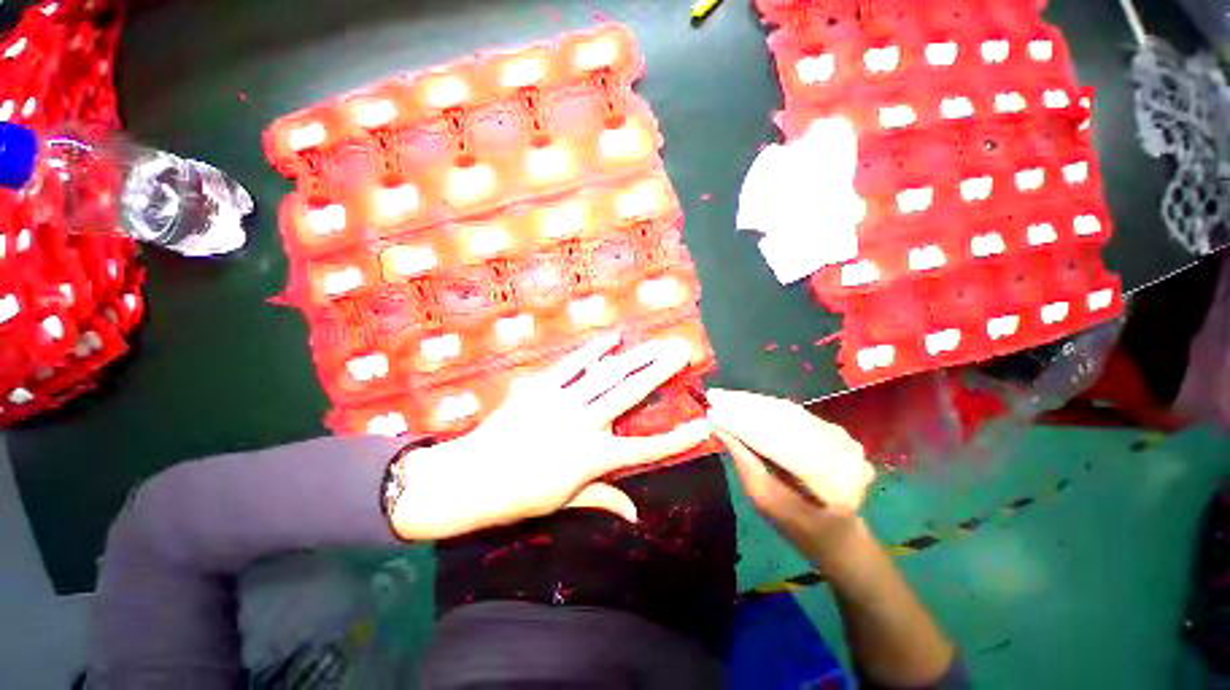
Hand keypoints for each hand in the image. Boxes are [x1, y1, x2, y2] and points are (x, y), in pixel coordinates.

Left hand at [390, 333, 711, 540]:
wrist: (470, 478)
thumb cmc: (520, 496)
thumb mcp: (565, 502)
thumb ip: (603, 500)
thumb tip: (635, 515)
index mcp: (593, 458)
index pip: (646, 450)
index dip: (677, 439)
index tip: (703, 424)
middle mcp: (585, 424)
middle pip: (630, 394)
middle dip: (660, 372)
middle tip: (681, 352)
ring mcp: (563, 402)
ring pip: (607, 375)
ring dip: (635, 357)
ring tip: (655, 342)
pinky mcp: (542, 388)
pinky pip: (572, 365)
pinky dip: (593, 350)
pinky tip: (611, 339)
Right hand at [705, 388, 874, 559]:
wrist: (839, 534)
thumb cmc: (797, 526)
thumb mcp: (764, 499)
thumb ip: (744, 461)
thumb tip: (720, 426)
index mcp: (832, 484)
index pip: (780, 443)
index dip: (744, 424)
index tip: (712, 411)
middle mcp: (844, 454)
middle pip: (786, 420)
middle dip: (746, 407)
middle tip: (715, 397)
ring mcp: (843, 439)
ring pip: (790, 412)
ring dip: (754, 403)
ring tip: (724, 397)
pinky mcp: (835, 430)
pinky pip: (795, 413)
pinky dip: (766, 407)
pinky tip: (743, 402)